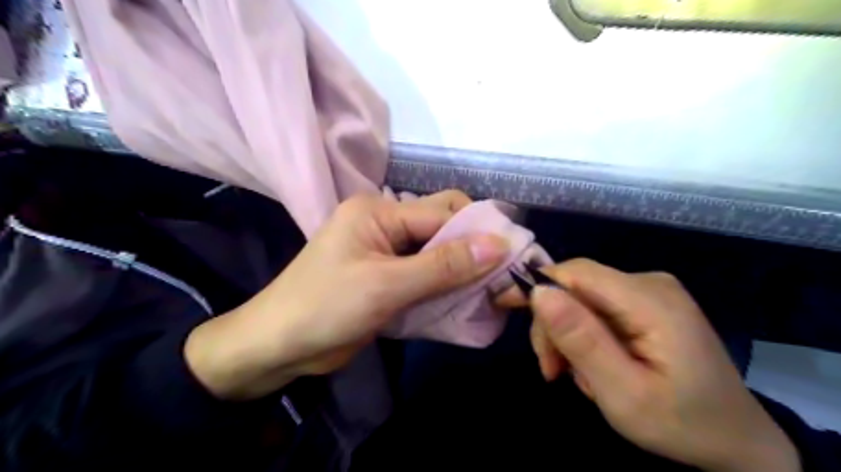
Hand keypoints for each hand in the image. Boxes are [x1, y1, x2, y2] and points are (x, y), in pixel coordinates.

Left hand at [187, 192, 507, 401]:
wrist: (277, 347)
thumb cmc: (324, 309)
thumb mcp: (386, 286)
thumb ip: (443, 266)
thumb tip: (498, 244)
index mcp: (378, 211)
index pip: (442, 213)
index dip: (478, 232)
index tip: (513, 256)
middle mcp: (384, 222)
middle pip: (441, 226)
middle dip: (471, 248)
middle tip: (501, 274)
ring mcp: (385, 249)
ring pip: (436, 250)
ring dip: (460, 268)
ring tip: (489, 288)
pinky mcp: (386, 274)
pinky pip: (424, 271)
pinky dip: (444, 283)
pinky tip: (462, 297)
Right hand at [527, 259, 795, 470]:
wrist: (736, 441)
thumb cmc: (681, 423)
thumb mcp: (623, 393)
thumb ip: (581, 340)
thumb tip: (539, 291)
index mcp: (650, 300)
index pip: (575, 273)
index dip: (538, 287)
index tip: (514, 319)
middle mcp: (649, 283)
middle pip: (575, 286)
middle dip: (554, 325)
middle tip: (552, 370)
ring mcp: (649, 291)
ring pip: (581, 298)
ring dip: (567, 335)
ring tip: (576, 375)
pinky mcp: (645, 303)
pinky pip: (597, 307)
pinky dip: (584, 335)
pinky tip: (594, 364)